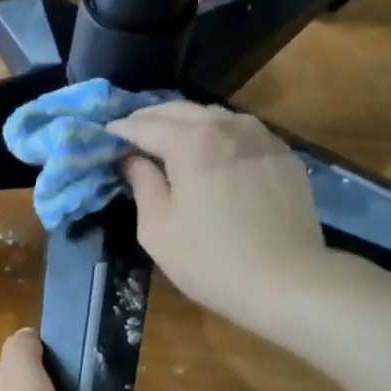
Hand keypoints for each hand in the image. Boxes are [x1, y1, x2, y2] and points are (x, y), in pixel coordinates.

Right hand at [108, 102, 327, 321]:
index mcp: (191, 142)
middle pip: (180, 110)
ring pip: (214, 116)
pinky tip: (211, 154)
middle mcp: (227, 126)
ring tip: (167, 139)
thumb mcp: (158, 229)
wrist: (286, 280)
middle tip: (130, 132)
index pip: (145, 125)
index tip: (104, 136)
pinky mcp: (283, 155)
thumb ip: (143, 184)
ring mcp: (261, 137)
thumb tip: (132, 160)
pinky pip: (241, 132)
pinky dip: (217, 135)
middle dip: (150, 118)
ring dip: (185, 122)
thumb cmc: (210, 259)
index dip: (121, 130)